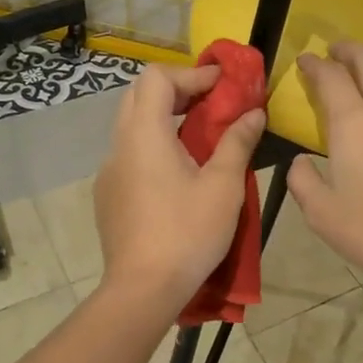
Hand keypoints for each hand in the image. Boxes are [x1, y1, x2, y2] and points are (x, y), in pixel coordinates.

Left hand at [94, 64, 264, 306]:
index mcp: (144, 135)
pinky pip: (129, 154)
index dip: (192, 72)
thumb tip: (254, 113)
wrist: (142, 290)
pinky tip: (177, 173)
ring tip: (199, 134)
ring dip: (163, 117)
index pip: (157, 77)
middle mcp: (119, 145)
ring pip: (132, 125)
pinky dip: (153, 145)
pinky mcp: (108, 195)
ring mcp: (109, 171)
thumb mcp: (223, 186)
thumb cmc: (187, 233)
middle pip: (140, 95)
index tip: (223, 84)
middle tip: (210, 101)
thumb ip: (237, 142)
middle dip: (177, 89)